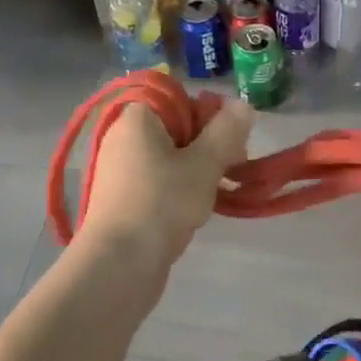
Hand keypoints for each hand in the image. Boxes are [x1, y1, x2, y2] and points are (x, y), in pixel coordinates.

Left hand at [77, 99, 253, 269]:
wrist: (118, 264)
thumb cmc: (162, 203)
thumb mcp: (205, 163)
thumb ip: (227, 131)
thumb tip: (242, 105)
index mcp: (137, 117)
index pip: (178, 97)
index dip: (208, 113)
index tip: (229, 139)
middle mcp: (123, 137)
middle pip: (176, 126)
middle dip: (208, 143)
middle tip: (232, 166)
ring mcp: (119, 169)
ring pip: (170, 155)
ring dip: (198, 168)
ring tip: (218, 190)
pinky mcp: (122, 198)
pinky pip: (158, 180)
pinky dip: (180, 187)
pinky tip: (197, 207)